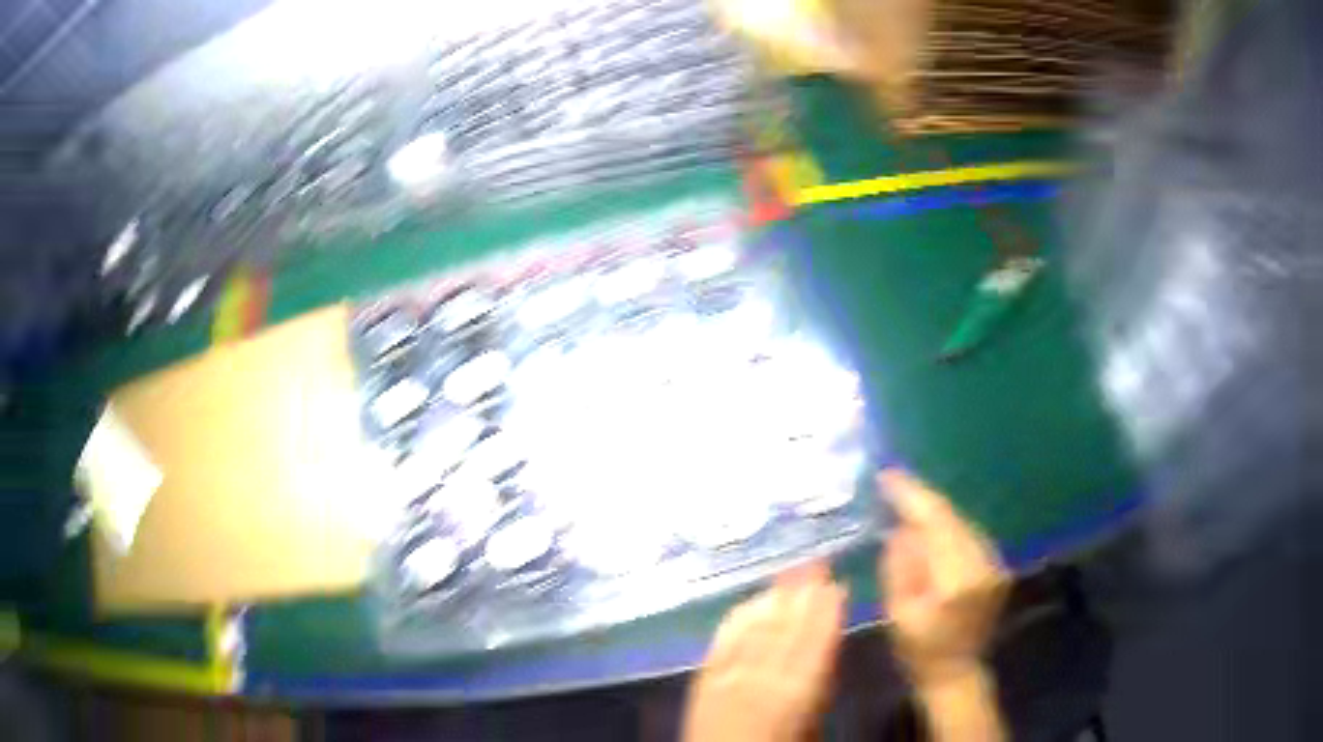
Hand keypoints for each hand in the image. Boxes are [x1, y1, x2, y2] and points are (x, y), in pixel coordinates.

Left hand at [683, 561, 845, 741]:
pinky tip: (748, 601)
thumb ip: (819, 685)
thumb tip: (827, 647)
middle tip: (817, 561)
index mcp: (796, 692)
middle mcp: (761, 677)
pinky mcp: (702, 677)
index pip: (815, 643)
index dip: (826, 611)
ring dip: (774, 597)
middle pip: (786, 628)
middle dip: (803, 592)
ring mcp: (729, 675)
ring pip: (756, 628)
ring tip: (789, 571)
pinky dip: (738, 617)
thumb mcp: (812, 724)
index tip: (837, 583)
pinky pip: (722, 640)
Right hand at [880, 468, 1008, 687]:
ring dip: (935, 510)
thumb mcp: (897, 614)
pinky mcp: (998, 566)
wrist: (957, 672)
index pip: (936, 523)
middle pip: (952, 517)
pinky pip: (970, 534)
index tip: (887, 476)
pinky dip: (948, 525)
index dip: (912, 496)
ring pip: (963, 522)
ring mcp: (996, 564)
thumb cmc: (919, 651)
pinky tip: (930, 524)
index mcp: (958, 579)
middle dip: (922, 498)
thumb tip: (901, 527)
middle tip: (892, 482)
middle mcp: (984, 563)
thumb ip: (900, 566)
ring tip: (907, 499)